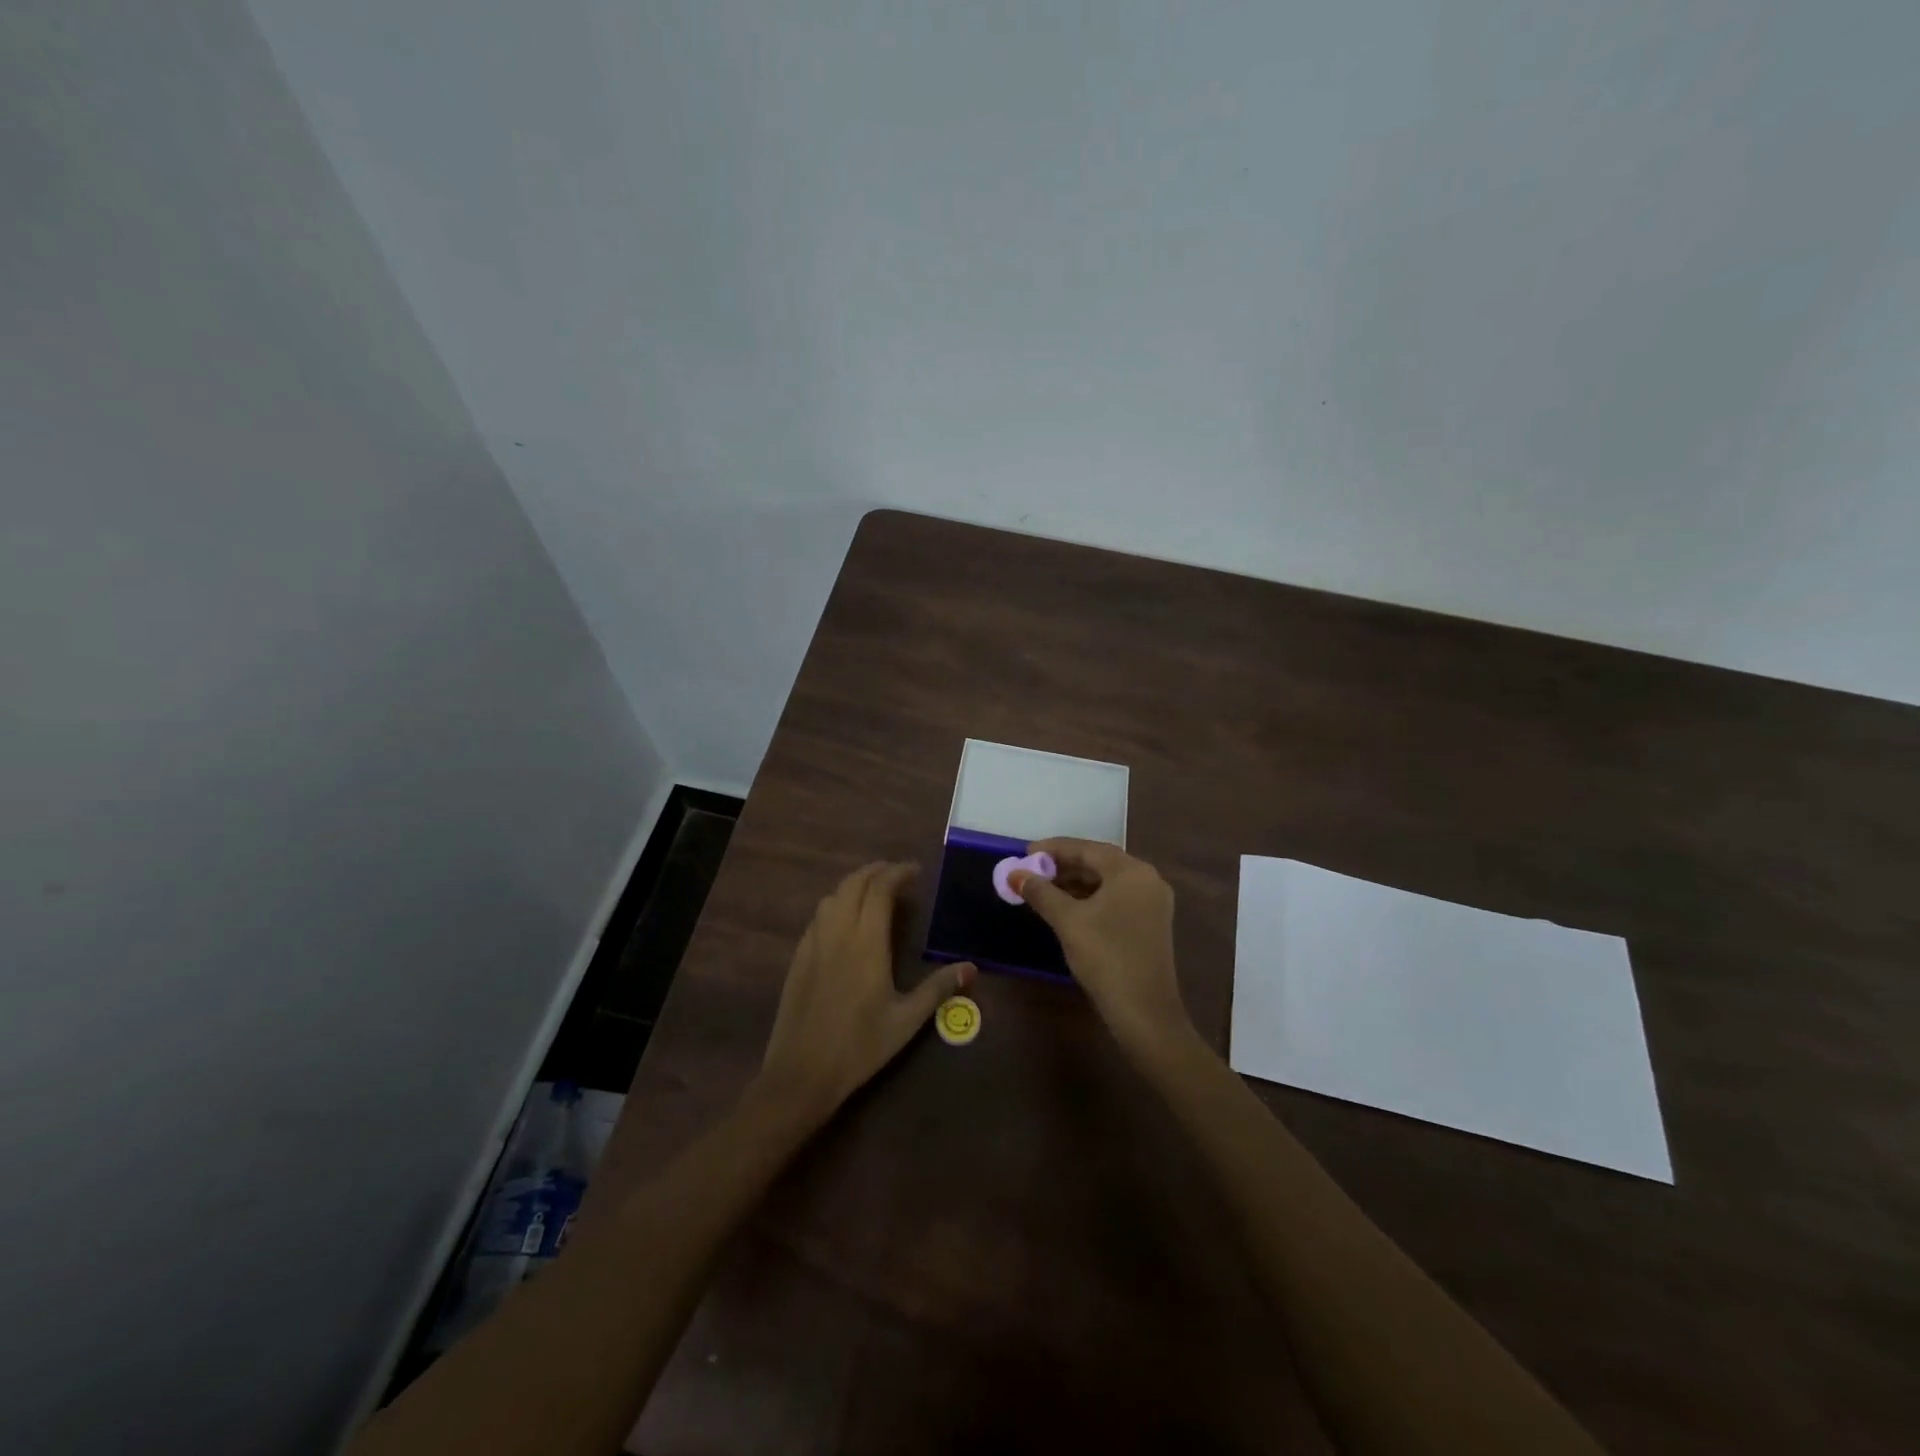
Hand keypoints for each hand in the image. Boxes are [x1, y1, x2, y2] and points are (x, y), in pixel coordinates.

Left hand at [756, 862, 973, 1120]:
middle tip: (898, 874)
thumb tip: (971, 968)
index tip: (916, 872)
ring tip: (874, 893)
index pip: (880, 889)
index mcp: (866, 942)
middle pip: (853, 883)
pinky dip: (836, 904)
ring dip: (854, 885)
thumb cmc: (859, 1047)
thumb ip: (938, 989)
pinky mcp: (798, 958)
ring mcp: (813, 943)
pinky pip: (818, 916)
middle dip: (876, 871)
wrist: (800, 1073)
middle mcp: (837, 933)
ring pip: (832, 896)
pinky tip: (845, 922)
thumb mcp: (906, 1021)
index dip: (898, 873)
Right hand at [1013, 840, 1193, 1060]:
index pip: (1088, 849)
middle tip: (1031, 871)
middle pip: (1099, 863)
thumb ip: (1041, 892)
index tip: (1025, 853)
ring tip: (1042, 889)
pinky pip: (1115, 899)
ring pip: (1107, 882)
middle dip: (1063, 866)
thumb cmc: (1106, 957)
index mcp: (1132, 872)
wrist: (1144, 1012)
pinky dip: (1090, 898)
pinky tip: (1066, 908)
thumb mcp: (1068, 921)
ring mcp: (1152, 903)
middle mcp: (1147, 880)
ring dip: (1075, 883)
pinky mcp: (1150, 924)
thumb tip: (1015, 873)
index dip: (1054, 849)